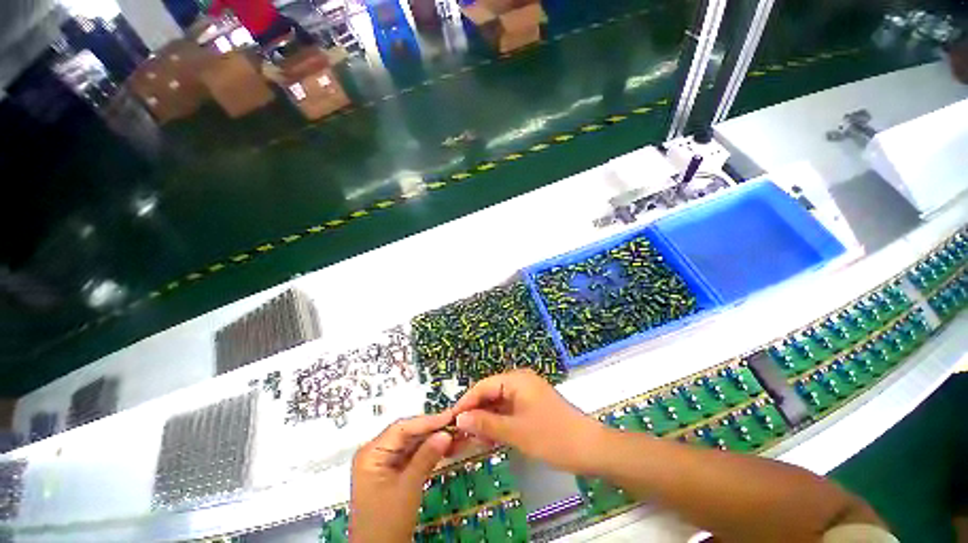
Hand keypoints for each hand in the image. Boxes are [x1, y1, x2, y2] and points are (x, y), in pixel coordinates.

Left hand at [350, 412, 452, 542]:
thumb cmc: (387, 522)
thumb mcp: (408, 488)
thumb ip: (426, 456)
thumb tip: (446, 433)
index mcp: (371, 452)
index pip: (402, 428)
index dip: (427, 420)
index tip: (450, 416)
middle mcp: (377, 453)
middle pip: (408, 434)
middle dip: (433, 430)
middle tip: (457, 424)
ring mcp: (386, 463)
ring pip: (414, 444)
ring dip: (434, 440)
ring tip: (457, 434)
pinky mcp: (395, 473)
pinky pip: (415, 456)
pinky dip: (431, 453)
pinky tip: (448, 448)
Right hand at [452, 369, 604, 473]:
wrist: (590, 448)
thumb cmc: (552, 436)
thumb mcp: (515, 432)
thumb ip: (485, 423)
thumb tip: (459, 419)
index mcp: (516, 380)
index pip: (483, 386)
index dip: (465, 403)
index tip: (449, 420)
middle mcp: (519, 382)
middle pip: (489, 394)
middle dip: (473, 413)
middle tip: (457, 434)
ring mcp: (526, 394)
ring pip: (497, 404)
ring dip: (484, 421)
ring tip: (469, 440)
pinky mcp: (530, 407)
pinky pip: (507, 411)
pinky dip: (497, 424)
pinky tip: (487, 439)